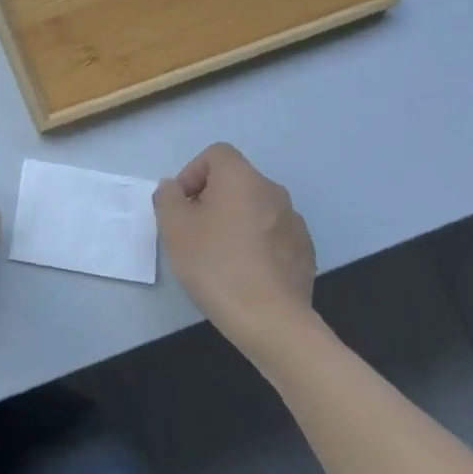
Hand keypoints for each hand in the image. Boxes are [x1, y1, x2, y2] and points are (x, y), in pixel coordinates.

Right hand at [154, 143, 321, 360]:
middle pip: (235, 181)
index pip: (216, 154)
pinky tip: (243, 272)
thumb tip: (174, 187)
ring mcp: (294, 223)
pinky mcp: (304, 251)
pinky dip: (254, 244)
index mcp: (242, 179)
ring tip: (217, 255)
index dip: (192, 173)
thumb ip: (168, 198)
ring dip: (234, 221)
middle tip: (193, 231)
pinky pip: (271, 234)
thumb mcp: (174, 228)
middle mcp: (273, 192)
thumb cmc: (215, 265)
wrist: (270, 319)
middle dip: (211, 199)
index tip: (182, 205)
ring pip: (254, 209)